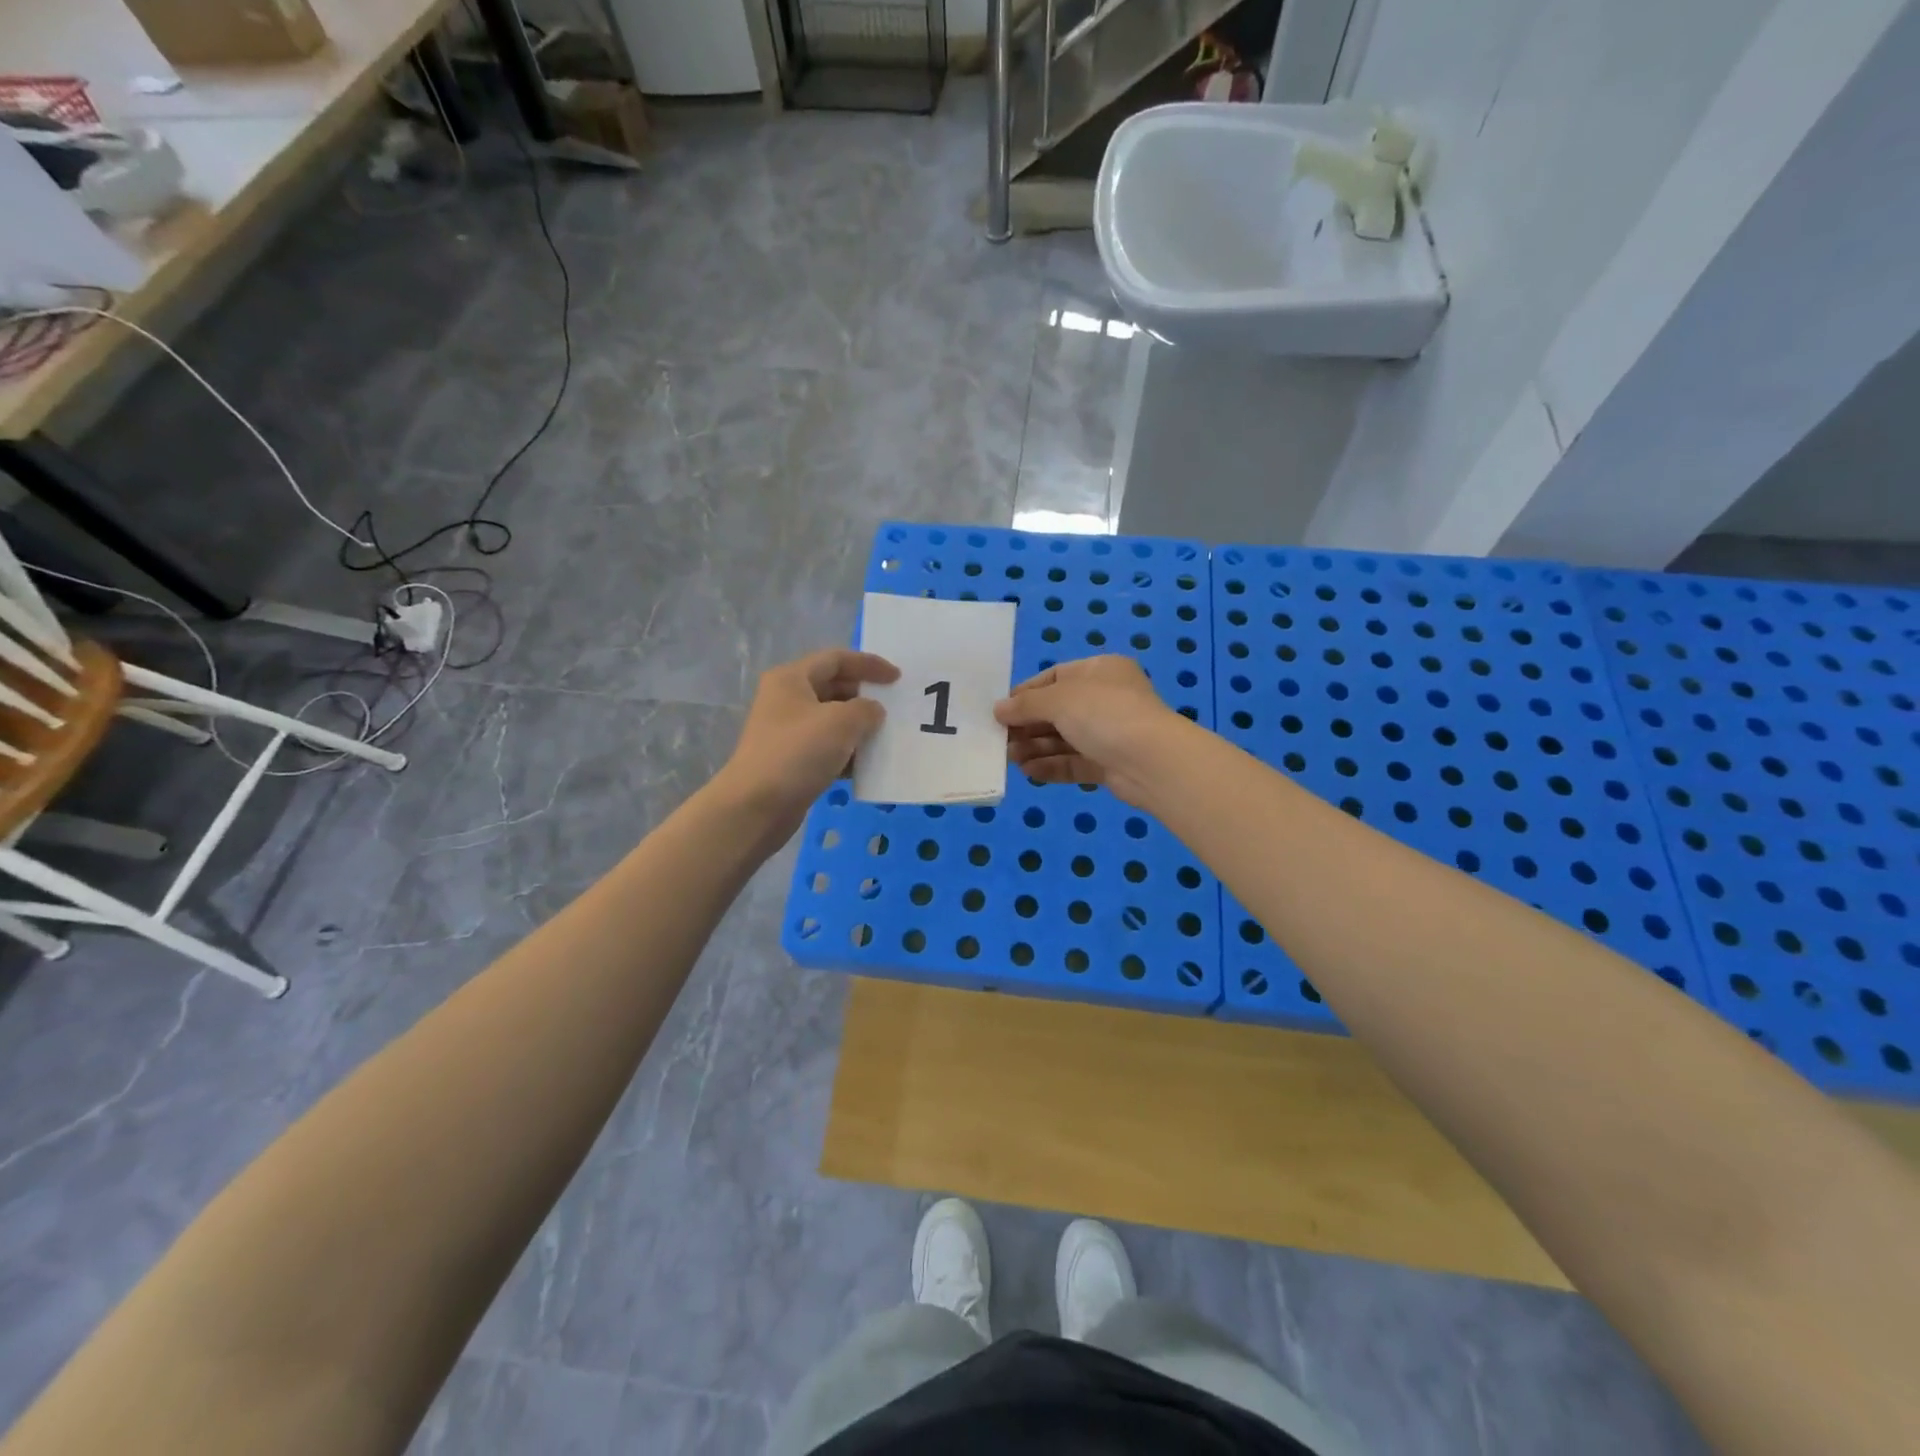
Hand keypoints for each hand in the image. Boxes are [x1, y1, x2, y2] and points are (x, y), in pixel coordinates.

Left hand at [720, 649, 898, 832]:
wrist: (756, 807)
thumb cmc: (798, 753)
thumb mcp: (841, 722)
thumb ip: (866, 709)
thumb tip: (873, 711)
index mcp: (791, 679)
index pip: (836, 659)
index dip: (869, 664)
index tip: (897, 678)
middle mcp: (786, 700)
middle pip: (833, 687)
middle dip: (865, 696)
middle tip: (894, 708)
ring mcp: (787, 732)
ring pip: (831, 720)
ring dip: (859, 727)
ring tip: (886, 737)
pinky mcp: (791, 761)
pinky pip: (826, 748)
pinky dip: (847, 752)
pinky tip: (867, 765)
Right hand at [993, 656, 1185, 805]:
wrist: (1152, 761)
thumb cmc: (1104, 714)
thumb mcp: (1059, 699)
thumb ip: (1026, 704)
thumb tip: (998, 709)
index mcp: (1101, 671)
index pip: (1056, 676)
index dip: (1027, 693)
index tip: (1001, 709)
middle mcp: (1107, 699)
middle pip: (1058, 711)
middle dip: (1028, 725)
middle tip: (999, 739)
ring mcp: (1110, 734)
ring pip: (1064, 739)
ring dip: (1035, 747)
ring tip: (1009, 758)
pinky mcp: (1110, 764)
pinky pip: (1074, 763)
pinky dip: (1051, 766)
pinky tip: (1028, 772)